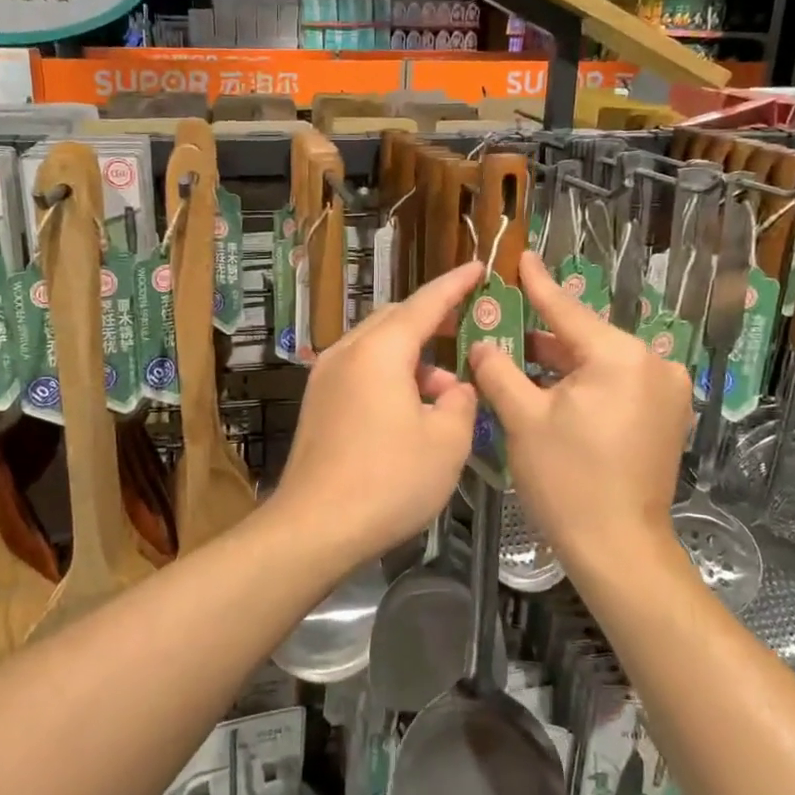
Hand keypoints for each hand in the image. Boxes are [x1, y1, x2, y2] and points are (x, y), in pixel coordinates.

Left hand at [271, 262, 483, 562]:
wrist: (315, 527)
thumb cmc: (389, 480)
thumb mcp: (447, 441)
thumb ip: (461, 402)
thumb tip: (453, 390)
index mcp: (379, 351)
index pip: (425, 303)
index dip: (455, 285)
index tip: (479, 267)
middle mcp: (347, 353)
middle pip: (395, 321)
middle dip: (433, 321)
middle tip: (467, 327)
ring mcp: (325, 378)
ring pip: (377, 348)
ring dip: (413, 359)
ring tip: (446, 391)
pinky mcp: (318, 404)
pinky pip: (361, 372)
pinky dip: (391, 377)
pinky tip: (411, 411)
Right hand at [468, 251, 690, 557]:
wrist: (619, 548)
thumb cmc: (568, 481)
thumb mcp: (523, 419)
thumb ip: (499, 371)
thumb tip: (482, 344)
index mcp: (620, 357)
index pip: (568, 310)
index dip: (538, 284)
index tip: (522, 256)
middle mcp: (653, 365)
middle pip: (586, 337)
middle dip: (543, 333)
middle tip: (504, 321)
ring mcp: (666, 393)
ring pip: (601, 362)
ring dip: (562, 362)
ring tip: (519, 355)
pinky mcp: (665, 417)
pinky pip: (617, 384)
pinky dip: (585, 383)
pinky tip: (551, 387)